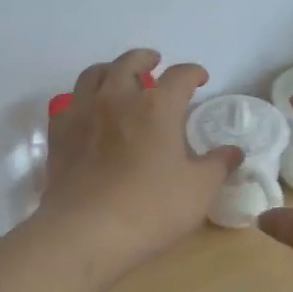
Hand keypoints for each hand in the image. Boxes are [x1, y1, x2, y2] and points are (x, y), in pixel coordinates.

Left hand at [38, 49, 241, 268]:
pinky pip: (67, 104)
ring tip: (118, 79)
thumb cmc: (151, 209)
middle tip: (154, 64)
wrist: (86, 232)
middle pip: (130, 62)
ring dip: (110, 71)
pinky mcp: (59, 134)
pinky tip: (86, 112)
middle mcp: (118, 98)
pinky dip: (80, 100)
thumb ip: (218, 165)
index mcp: (157, 107)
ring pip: (93, 74)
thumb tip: (233, 151)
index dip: (193, 72)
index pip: (179, 75)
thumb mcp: (198, 190)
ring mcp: (83, 113)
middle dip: (145, 59)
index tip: (200, 79)